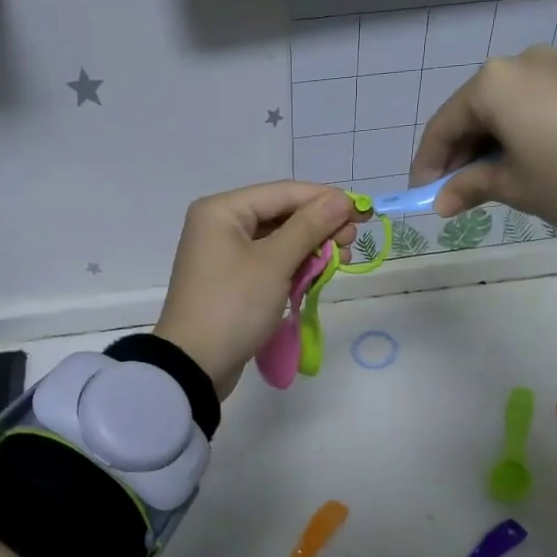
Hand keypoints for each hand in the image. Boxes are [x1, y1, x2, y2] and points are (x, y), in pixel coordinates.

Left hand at [154, 181, 359, 398]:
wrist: (195, 364)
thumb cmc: (233, 305)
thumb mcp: (274, 263)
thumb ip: (309, 227)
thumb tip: (341, 200)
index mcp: (223, 210)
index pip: (284, 192)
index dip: (325, 199)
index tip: (362, 212)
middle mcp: (221, 225)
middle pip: (282, 214)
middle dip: (320, 226)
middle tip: (351, 242)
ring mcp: (225, 254)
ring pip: (279, 240)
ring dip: (311, 248)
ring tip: (342, 261)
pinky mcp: (233, 280)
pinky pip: (270, 263)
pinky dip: (295, 267)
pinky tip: (319, 275)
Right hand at [409, 45, 556, 228]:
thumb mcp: (515, 186)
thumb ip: (470, 187)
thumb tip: (442, 200)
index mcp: (492, 84)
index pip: (442, 126)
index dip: (428, 164)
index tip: (422, 195)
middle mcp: (519, 63)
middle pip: (472, 111)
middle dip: (460, 153)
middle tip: (456, 191)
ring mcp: (556, 64)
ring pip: (504, 106)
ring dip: (489, 142)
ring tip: (492, 179)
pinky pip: (533, 102)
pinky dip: (519, 130)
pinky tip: (526, 158)